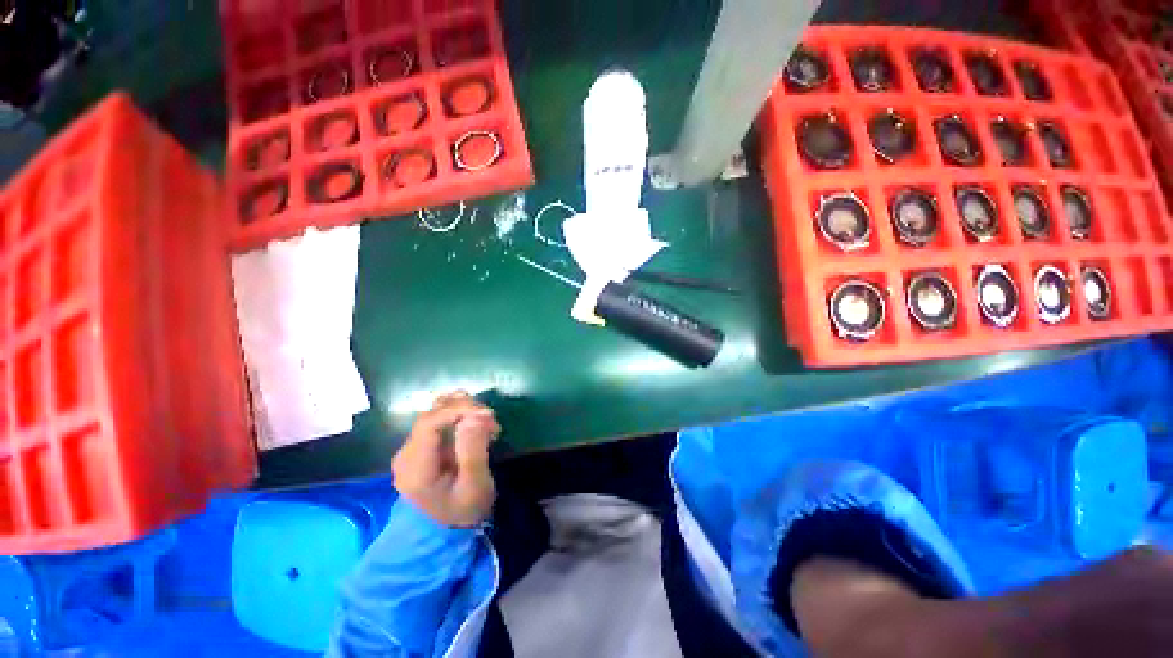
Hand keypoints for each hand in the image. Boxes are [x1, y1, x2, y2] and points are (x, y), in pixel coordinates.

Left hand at [392, 391, 500, 527]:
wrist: (447, 532)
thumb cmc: (463, 510)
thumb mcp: (475, 485)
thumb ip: (473, 450)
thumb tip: (475, 416)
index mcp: (415, 467)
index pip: (429, 422)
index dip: (458, 410)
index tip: (488, 414)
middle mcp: (406, 453)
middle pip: (433, 413)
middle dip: (466, 409)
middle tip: (493, 421)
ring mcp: (412, 448)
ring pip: (436, 411)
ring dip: (465, 409)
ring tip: (487, 423)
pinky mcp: (421, 445)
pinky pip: (440, 419)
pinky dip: (461, 415)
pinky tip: (477, 426)